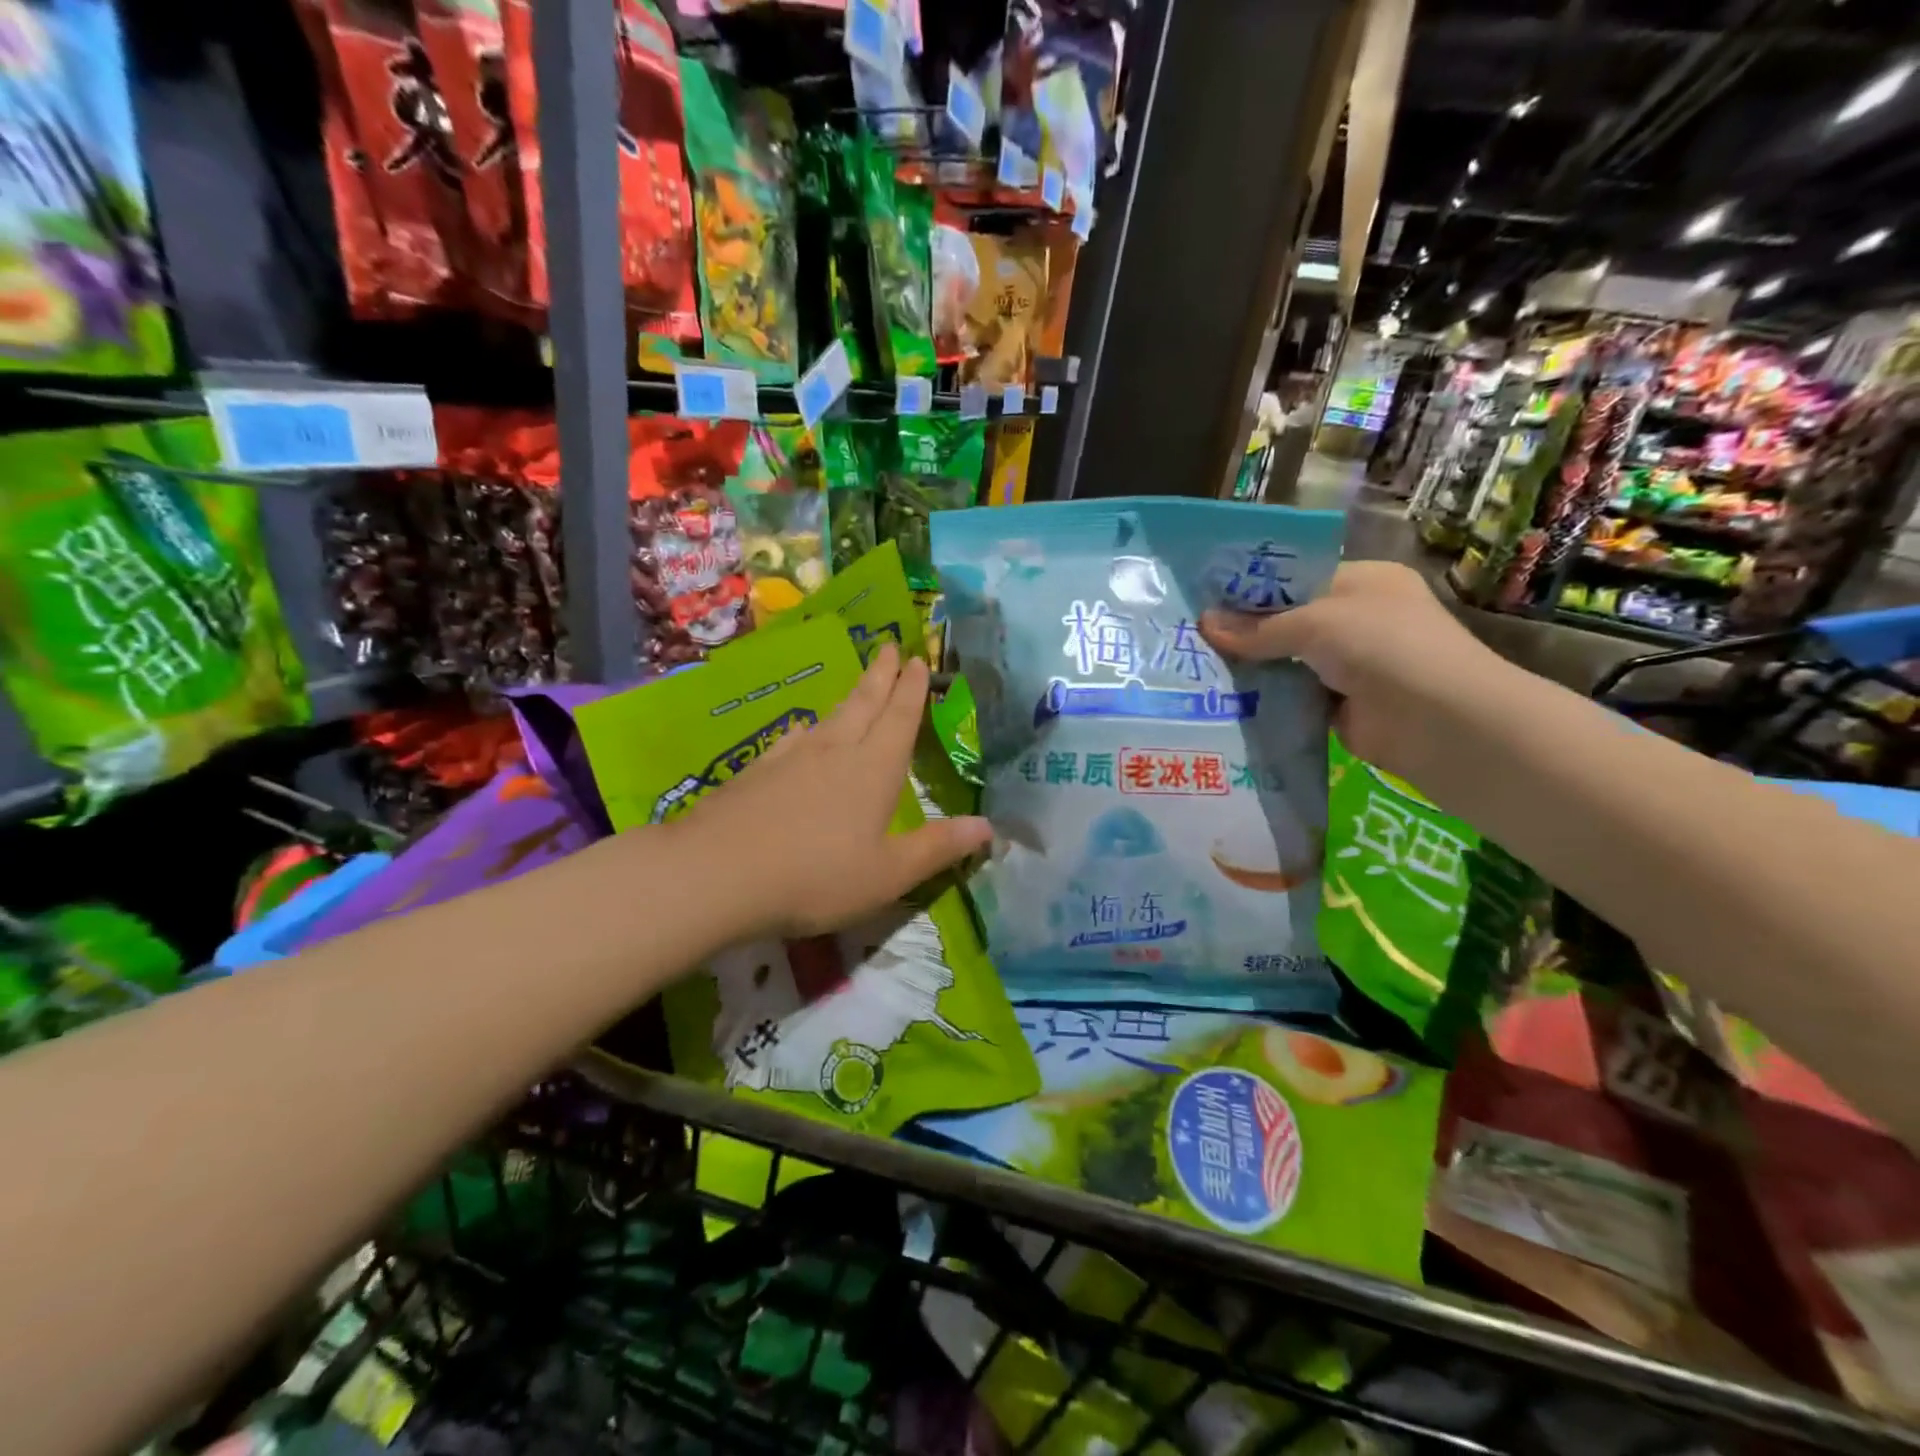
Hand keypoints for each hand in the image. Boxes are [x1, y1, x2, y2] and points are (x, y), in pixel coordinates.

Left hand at [673, 643, 991, 939]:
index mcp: (873, 769)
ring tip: (858, 687)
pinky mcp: (757, 772)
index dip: (912, 690)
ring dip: (849, 698)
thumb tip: (988, 826)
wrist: (717, 873)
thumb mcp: (888, 874)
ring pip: (829, 718)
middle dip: (882, 676)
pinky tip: (803, 733)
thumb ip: (937, 848)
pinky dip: (809, 729)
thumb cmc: (817, 876)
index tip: (918, 659)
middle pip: (863, 704)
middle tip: (891, 647)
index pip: (899, 718)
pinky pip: (794, 739)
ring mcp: (791, 758)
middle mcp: (835, 751)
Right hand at [1201, 561, 1510, 780]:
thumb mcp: (1316, 623)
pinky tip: (1222, 700)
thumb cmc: (1384, 646)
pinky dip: (1264, 700)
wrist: (1440, 722)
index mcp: (1362, 582)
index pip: (1298, 577)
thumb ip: (1258, 627)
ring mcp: (1348, 666)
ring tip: (1194, 667)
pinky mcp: (1337, 706)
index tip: (1205, 597)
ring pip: (1286, 662)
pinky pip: (1290, 698)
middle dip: (1244, 630)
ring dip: (1250, 667)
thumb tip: (1204, 623)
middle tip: (1190, 635)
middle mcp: (1356, 620)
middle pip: (1287, 621)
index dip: (1253, 587)